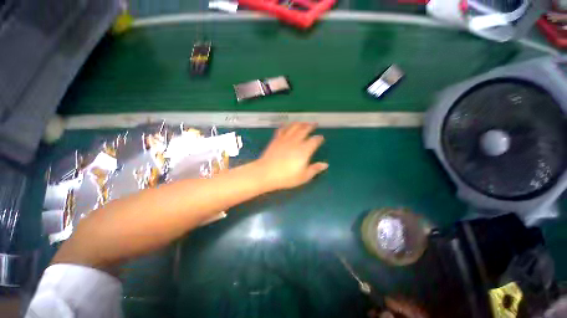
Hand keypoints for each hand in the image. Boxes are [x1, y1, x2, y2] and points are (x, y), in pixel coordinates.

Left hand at [254, 123, 327, 190]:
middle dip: (311, 126)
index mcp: (304, 150)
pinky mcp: (276, 139)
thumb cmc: (286, 177)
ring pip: (294, 127)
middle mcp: (296, 141)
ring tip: (303, 122)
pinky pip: (282, 129)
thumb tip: (325, 165)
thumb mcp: (303, 176)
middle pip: (305, 129)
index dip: (319, 138)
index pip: (314, 140)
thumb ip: (315, 169)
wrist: (266, 173)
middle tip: (314, 124)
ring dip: (300, 123)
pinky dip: (286, 126)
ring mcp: (285, 139)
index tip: (321, 137)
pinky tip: (287, 125)